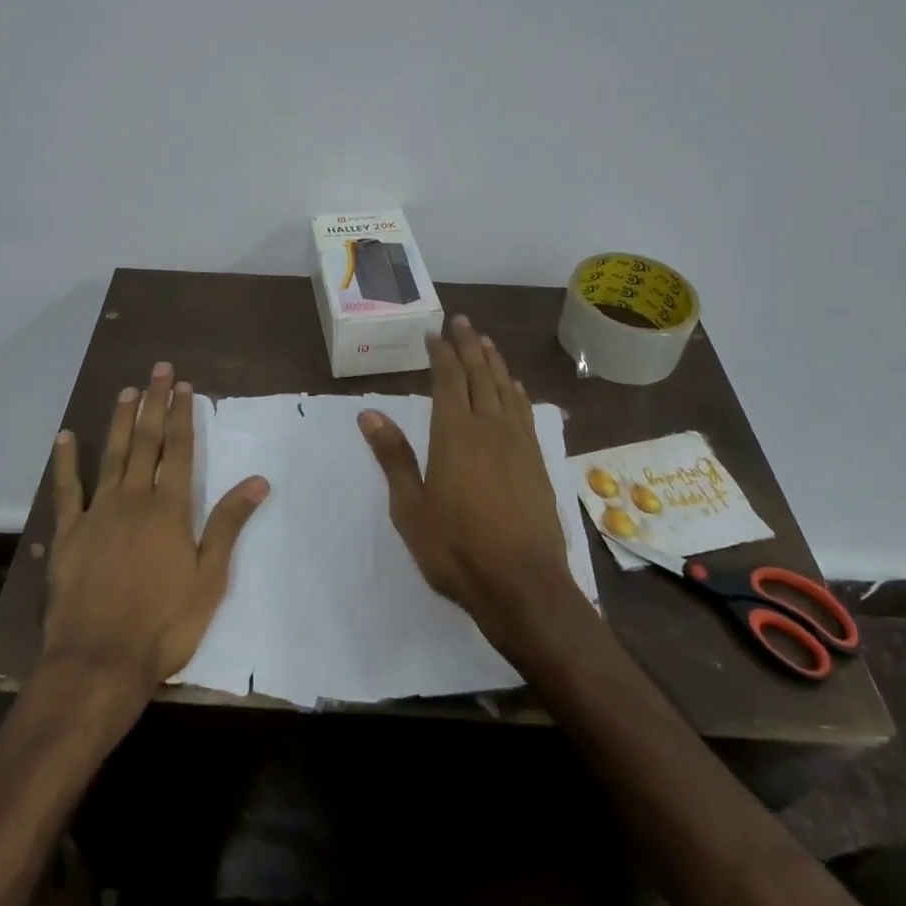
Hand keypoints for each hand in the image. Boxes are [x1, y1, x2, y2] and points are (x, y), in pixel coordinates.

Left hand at [42, 361, 269, 691]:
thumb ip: (228, 525)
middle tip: (158, 370)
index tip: (184, 386)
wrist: (98, 662)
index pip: (178, 450)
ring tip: (126, 391)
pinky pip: (67, 490)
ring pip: (111, 455)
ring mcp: (97, 513)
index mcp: (170, 509)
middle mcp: (133, 499)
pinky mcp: (68, 534)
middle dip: (154, 403)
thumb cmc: (163, 625)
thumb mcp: (210, 579)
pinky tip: (65, 438)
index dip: (181, 415)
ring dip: (120, 421)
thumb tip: (257, 480)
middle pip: (146, 442)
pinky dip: (66, 462)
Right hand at [357, 316, 570, 646]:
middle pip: (479, 375)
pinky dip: (517, 392)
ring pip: (505, 389)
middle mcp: (489, 428)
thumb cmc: (456, 548)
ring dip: (494, 362)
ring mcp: (518, 444)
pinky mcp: (537, 462)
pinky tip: (515, 387)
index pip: (447, 380)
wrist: (523, 585)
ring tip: (486, 342)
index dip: (441, 352)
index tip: (434, 332)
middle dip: (469, 345)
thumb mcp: (410, 507)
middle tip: (462, 321)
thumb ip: (393, 456)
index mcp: (454, 434)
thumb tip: (368, 413)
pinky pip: (525, 413)